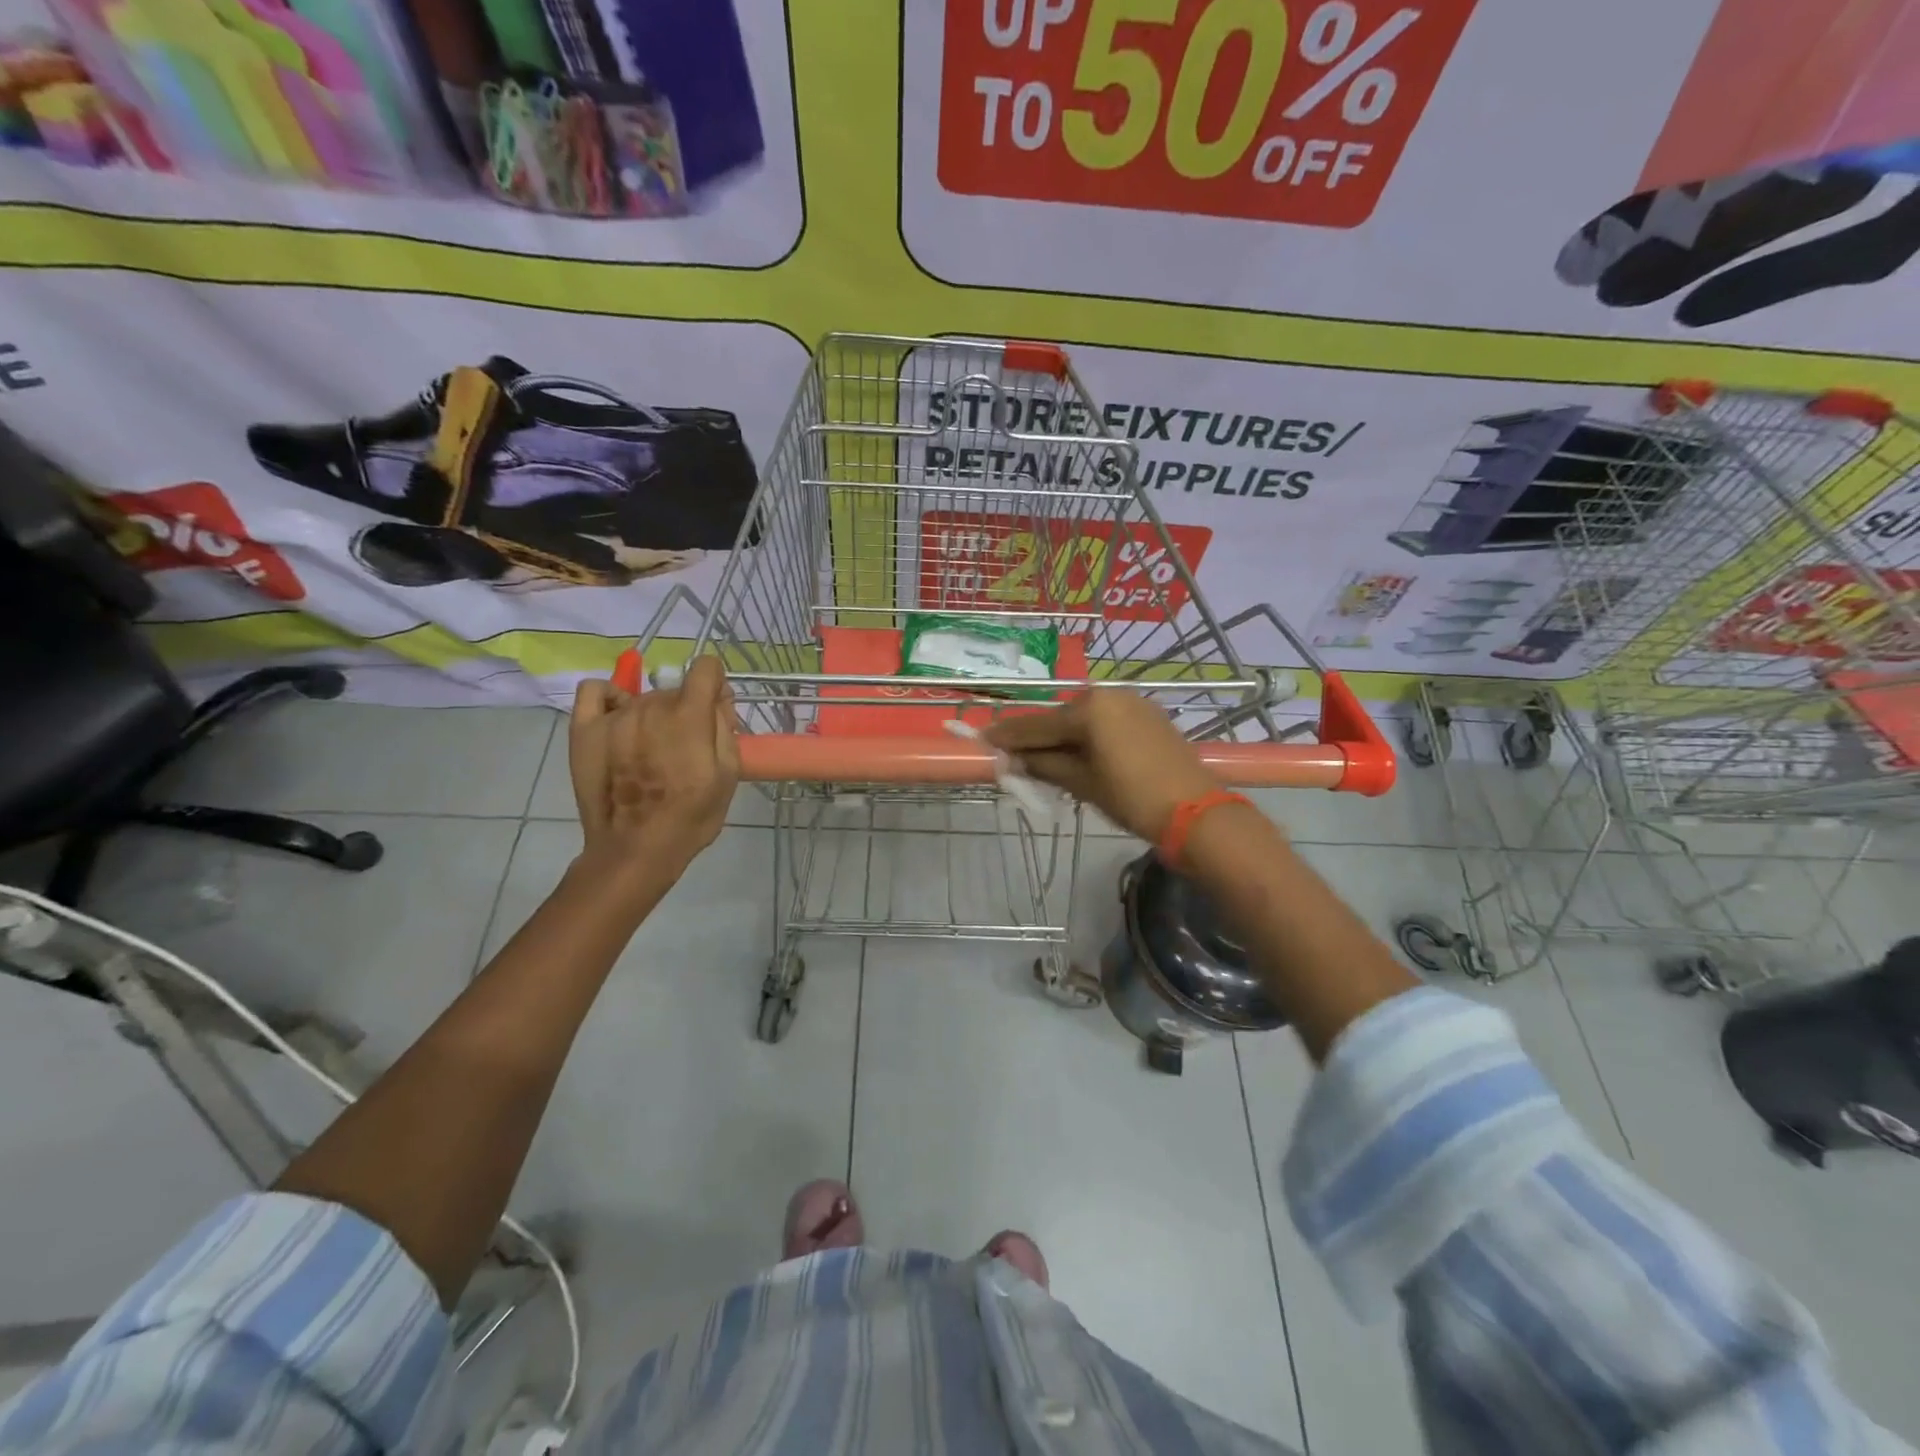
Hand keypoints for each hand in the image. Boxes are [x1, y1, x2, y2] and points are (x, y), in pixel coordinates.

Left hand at [569, 655, 739, 875]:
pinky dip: (609, 697)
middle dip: (686, 709)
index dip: (715, 685)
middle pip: (675, 689)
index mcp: (689, 715)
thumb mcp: (728, 774)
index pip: (705, 668)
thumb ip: (725, 728)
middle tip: (686, 746)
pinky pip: (595, 692)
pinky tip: (618, 717)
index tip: (715, 709)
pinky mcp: (584, 729)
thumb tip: (719, 700)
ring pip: (642, 697)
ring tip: (650, 749)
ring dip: (653, 714)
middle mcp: (651, 705)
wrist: (635, 849)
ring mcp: (614, 716)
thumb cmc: (691, 817)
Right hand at [983, 690, 1219, 842]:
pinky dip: (1089, 736)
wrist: (1195, 812)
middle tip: (1012, 754)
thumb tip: (1013, 760)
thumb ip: (1044, 765)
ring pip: (1084, 719)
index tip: (983, 738)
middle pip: (1061, 718)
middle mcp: (1109, 695)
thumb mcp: (1082, 783)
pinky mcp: (1149, 716)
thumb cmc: (1132, 797)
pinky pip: (1106, 722)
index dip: (1008, 735)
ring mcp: (1133, 703)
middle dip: (1037, 737)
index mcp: (1090, 708)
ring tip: (1042, 758)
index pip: (1038, 724)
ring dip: (1063, 737)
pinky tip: (1078, 753)